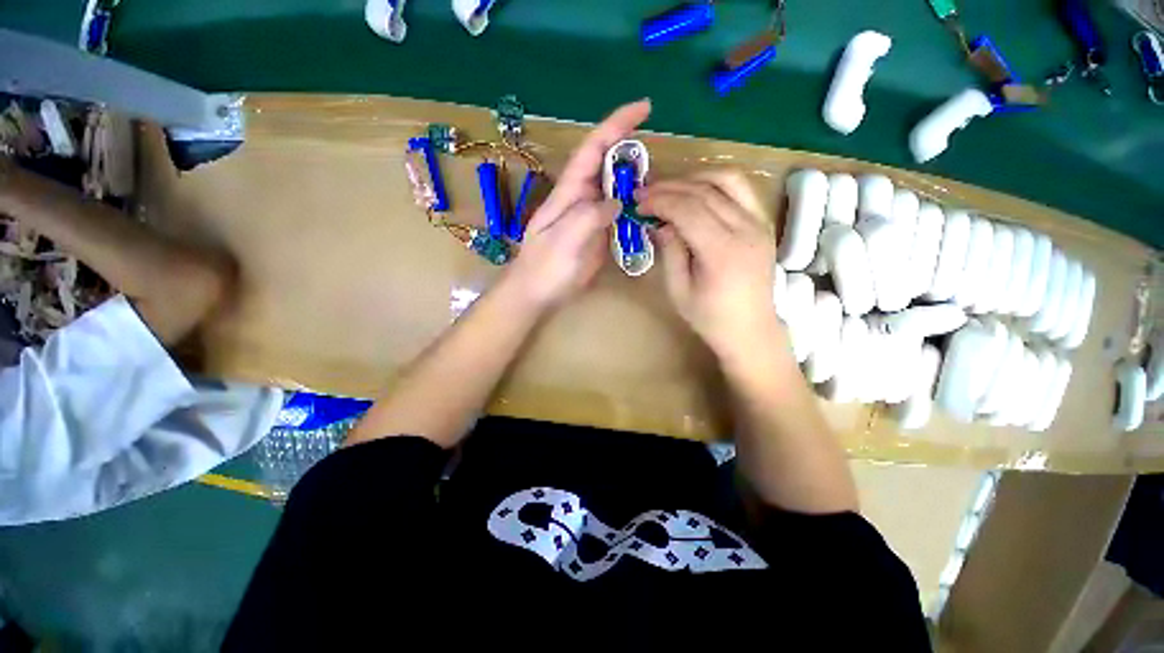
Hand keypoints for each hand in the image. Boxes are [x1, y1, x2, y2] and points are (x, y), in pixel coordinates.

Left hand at [505, 99, 651, 307]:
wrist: (537, 294)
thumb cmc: (544, 269)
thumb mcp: (563, 241)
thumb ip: (588, 218)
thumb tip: (616, 202)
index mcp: (569, 192)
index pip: (593, 148)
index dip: (617, 124)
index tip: (645, 107)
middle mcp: (581, 197)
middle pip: (608, 165)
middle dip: (632, 154)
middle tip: (657, 164)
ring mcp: (590, 216)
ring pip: (616, 188)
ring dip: (636, 183)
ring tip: (659, 188)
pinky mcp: (598, 234)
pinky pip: (620, 213)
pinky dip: (635, 208)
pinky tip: (649, 212)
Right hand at [637, 170, 783, 361]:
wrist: (751, 330)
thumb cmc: (710, 317)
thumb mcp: (679, 290)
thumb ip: (670, 251)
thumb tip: (659, 222)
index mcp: (722, 252)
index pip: (688, 209)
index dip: (660, 202)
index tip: (638, 204)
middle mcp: (746, 230)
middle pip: (704, 192)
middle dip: (670, 188)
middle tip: (645, 194)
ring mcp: (759, 223)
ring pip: (727, 180)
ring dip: (694, 178)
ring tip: (670, 189)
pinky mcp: (763, 223)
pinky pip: (741, 189)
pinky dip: (715, 183)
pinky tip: (697, 192)